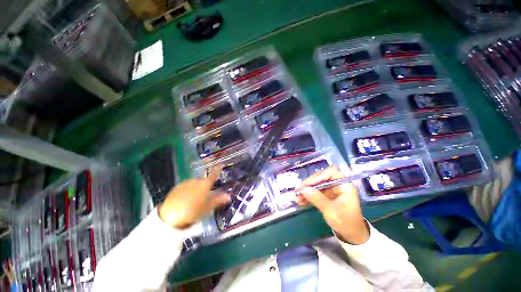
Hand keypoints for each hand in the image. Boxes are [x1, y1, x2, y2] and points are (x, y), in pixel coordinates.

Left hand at [158, 166, 229, 228]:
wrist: (170, 216)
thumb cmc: (192, 211)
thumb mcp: (207, 208)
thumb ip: (218, 201)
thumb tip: (228, 196)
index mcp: (205, 184)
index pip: (214, 174)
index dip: (218, 169)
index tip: (220, 164)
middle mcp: (196, 181)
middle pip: (204, 180)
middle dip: (207, 185)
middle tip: (207, 195)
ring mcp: (186, 183)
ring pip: (195, 183)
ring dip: (198, 187)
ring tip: (196, 199)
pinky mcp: (177, 187)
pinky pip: (187, 186)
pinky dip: (189, 189)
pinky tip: (187, 198)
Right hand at [295, 166, 368, 244]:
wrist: (352, 236)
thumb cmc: (346, 223)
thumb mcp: (331, 211)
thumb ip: (317, 199)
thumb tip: (303, 189)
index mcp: (344, 185)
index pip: (330, 173)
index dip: (318, 176)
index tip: (307, 184)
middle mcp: (338, 185)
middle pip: (321, 179)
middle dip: (309, 185)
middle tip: (298, 191)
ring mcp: (332, 190)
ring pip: (316, 186)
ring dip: (306, 191)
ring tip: (297, 198)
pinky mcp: (327, 196)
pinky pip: (316, 193)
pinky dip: (308, 196)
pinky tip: (300, 201)